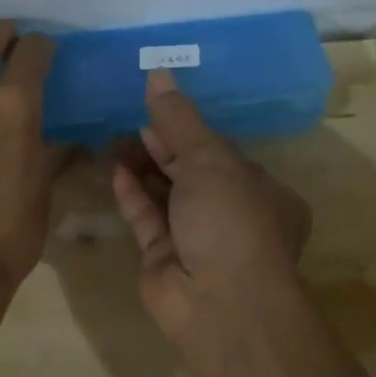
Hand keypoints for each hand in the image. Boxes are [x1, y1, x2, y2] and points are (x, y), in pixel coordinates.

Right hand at [111, 70, 311, 344]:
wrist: (220, 303)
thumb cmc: (231, 220)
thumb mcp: (210, 160)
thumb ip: (180, 120)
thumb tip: (159, 73)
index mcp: (261, 192)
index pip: (222, 154)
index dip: (189, 130)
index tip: (156, 107)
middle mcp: (231, 215)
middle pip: (191, 173)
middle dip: (161, 147)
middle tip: (128, 120)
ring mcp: (196, 239)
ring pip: (165, 195)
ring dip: (142, 168)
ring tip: (114, 138)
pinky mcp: (164, 259)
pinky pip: (147, 219)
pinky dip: (132, 195)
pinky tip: (115, 170)